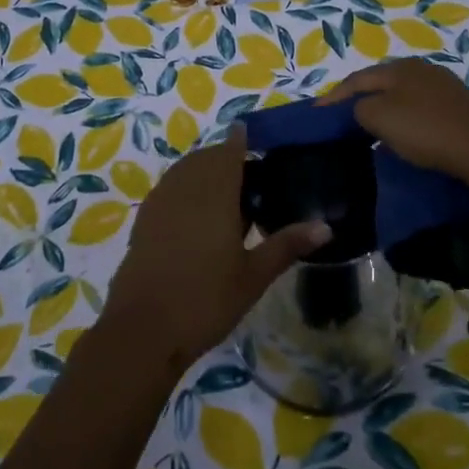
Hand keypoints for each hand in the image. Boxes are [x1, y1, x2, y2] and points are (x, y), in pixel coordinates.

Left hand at [100, 125, 330, 374]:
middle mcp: (185, 187)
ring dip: (203, 172)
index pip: (229, 150)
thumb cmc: (206, 300)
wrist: (143, 330)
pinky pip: (168, 188)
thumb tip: (326, 226)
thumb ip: (286, 245)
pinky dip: (184, 188)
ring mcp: (159, 202)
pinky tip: (196, 217)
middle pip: (206, 158)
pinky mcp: (143, 220)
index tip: (255, 138)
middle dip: (225, 158)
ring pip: (185, 171)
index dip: (241, 140)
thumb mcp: (253, 276)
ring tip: (225, 196)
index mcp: (215, 192)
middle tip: (249, 178)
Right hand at [321, 58, 468, 180]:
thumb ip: (359, 108)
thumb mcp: (379, 117)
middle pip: (380, 83)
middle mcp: (420, 69)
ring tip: (370, 130)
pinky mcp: (459, 105)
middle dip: (359, 99)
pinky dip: (405, 119)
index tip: (317, 113)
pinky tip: (404, 135)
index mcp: (398, 68)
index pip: (356, 79)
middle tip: (342, 119)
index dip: (334, 96)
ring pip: (402, 95)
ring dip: (383, 110)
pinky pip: (420, 108)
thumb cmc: (425, 130)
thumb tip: (360, 109)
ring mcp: (443, 86)